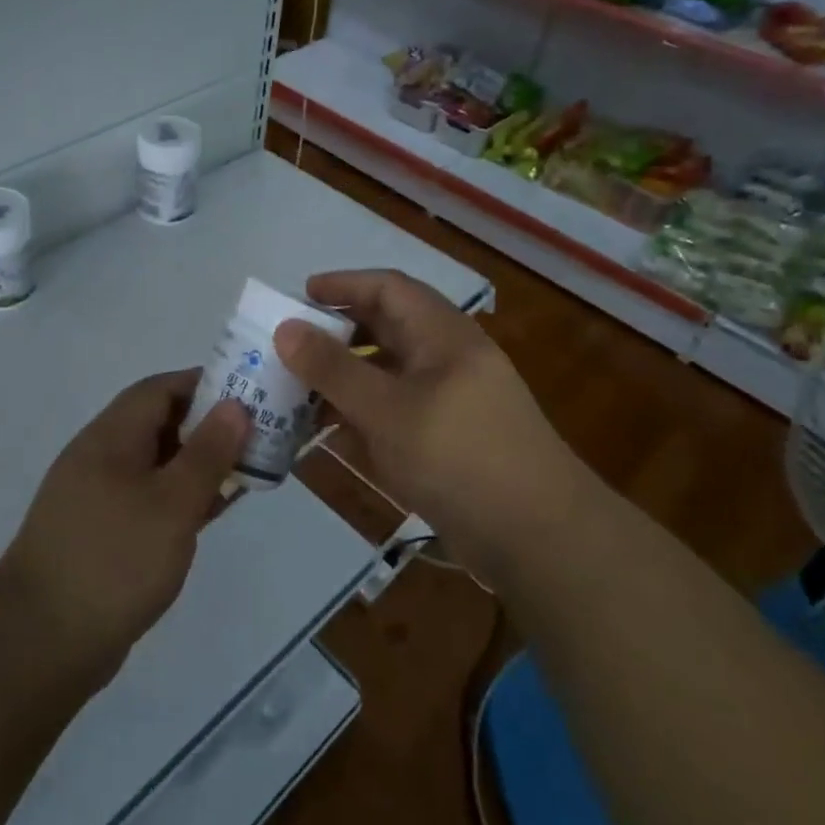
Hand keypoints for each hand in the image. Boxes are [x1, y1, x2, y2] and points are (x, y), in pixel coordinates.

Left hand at [0, 371, 249, 686]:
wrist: (42, 641)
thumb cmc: (114, 559)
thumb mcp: (172, 503)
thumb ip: (206, 453)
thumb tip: (234, 405)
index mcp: (111, 437)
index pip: (160, 389)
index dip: (204, 384)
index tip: (249, 393)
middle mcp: (101, 457)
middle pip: (159, 424)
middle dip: (208, 425)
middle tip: (257, 435)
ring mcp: (98, 497)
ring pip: (156, 464)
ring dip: (197, 464)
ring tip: (246, 470)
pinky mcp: (102, 533)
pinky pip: (148, 499)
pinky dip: (181, 497)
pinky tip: (211, 511)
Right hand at [273, 269, 581, 550]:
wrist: (539, 538)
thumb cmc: (460, 456)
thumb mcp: (387, 410)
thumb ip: (333, 369)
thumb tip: (285, 327)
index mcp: (443, 336)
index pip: (388, 288)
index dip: (343, 285)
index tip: (299, 296)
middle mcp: (447, 360)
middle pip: (386, 330)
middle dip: (336, 335)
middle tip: (290, 347)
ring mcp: (450, 403)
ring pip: (387, 376)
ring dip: (343, 381)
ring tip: (295, 392)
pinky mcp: (448, 442)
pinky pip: (396, 415)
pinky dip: (361, 418)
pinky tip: (328, 436)